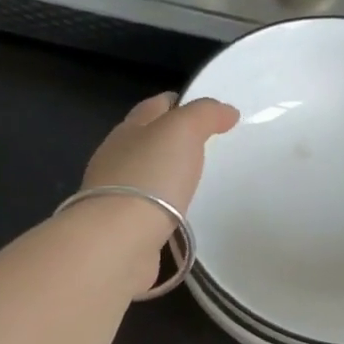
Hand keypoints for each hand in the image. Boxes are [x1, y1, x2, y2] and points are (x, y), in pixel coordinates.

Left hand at [83, 90, 239, 225]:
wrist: (119, 240)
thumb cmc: (151, 176)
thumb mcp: (182, 130)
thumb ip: (205, 114)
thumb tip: (226, 111)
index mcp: (128, 131)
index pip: (154, 107)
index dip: (179, 102)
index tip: (206, 110)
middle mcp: (116, 160)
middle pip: (147, 141)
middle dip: (173, 140)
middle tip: (208, 146)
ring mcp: (117, 196)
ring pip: (146, 176)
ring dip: (167, 176)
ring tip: (198, 181)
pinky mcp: (123, 229)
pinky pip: (149, 210)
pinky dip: (164, 207)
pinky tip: (181, 213)